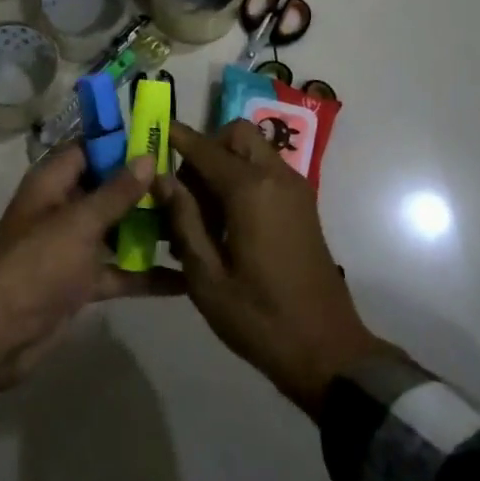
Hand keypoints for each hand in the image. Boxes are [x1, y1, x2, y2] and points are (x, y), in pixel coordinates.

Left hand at [0, 148, 183, 423]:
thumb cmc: (36, 265)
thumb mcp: (79, 224)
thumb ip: (116, 192)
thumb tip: (147, 157)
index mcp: (53, 182)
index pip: (91, 149)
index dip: (124, 143)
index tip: (164, 141)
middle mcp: (64, 208)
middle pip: (109, 188)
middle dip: (146, 188)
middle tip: (192, 186)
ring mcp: (73, 246)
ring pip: (118, 228)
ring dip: (151, 229)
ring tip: (198, 223)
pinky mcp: (82, 281)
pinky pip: (119, 270)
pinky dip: (146, 274)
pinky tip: (186, 279)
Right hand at [159, 120, 389, 414]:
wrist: (327, 351)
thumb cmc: (259, 317)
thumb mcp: (207, 276)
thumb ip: (183, 219)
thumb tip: (161, 178)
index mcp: (250, 190)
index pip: (205, 148)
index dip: (176, 137)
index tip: (151, 129)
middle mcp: (276, 177)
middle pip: (236, 135)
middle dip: (206, 149)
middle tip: (184, 190)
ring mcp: (295, 190)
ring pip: (253, 151)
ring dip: (224, 164)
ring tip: (200, 215)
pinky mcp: (303, 206)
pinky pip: (266, 172)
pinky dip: (243, 178)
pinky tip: (225, 224)